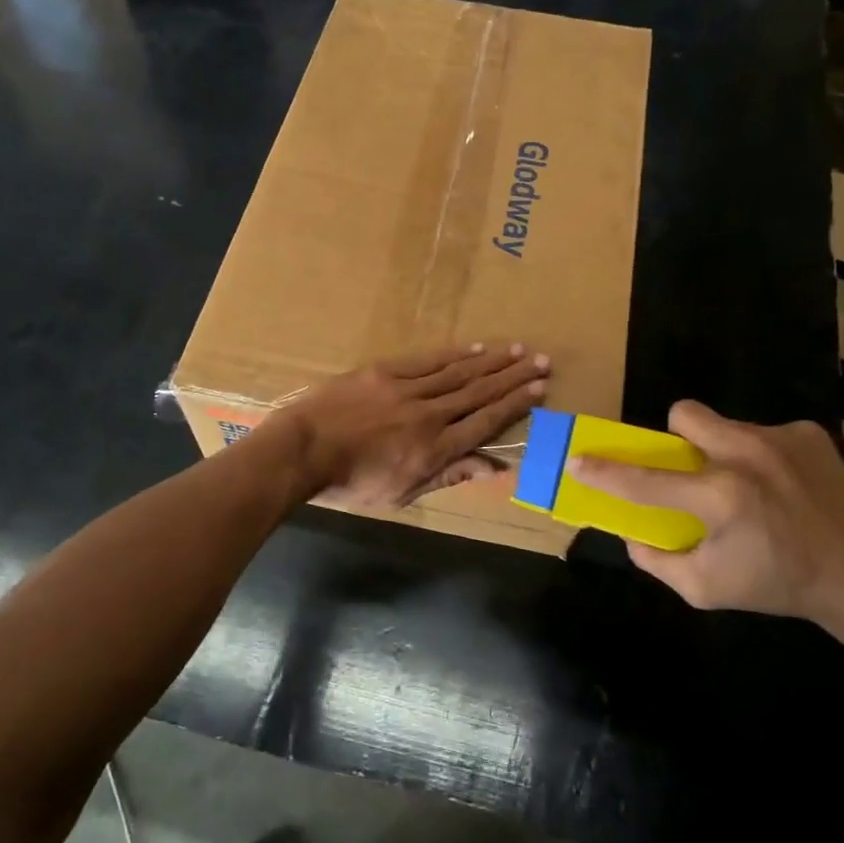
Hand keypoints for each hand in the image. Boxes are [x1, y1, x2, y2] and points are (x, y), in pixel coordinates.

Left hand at [270, 344, 549, 508]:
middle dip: (513, 377)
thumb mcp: (401, 494)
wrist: (302, 452)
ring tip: (517, 349)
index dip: (515, 405)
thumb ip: (448, 476)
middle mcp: (429, 416)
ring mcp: (406, 390)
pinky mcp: (384, 373)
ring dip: (491, 361)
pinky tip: (474, 348)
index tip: (540, 389)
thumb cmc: (350, 484)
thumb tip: (491, 467)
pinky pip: (427, 361)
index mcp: (434, 450)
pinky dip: (453, 354)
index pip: (485, 423)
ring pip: (458, 372)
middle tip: (541, 361)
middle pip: (479, 392)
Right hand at [567, 400, 843, 627]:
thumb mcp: (708, 590)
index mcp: (720, 498)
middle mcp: (746, 456)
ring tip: (748, 485)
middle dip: (676, 438)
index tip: (576, 459)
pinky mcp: (806, 433)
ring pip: (724, 424)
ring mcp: (779, 438)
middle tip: (691, 470)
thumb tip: (631, 534)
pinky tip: (783, 486)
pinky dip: (761, 455)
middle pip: (684, 415)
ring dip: (721, 449)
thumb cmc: (780, 586)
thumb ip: (658, 562)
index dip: (604, 471)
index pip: (644, 479)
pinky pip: (762, 432)